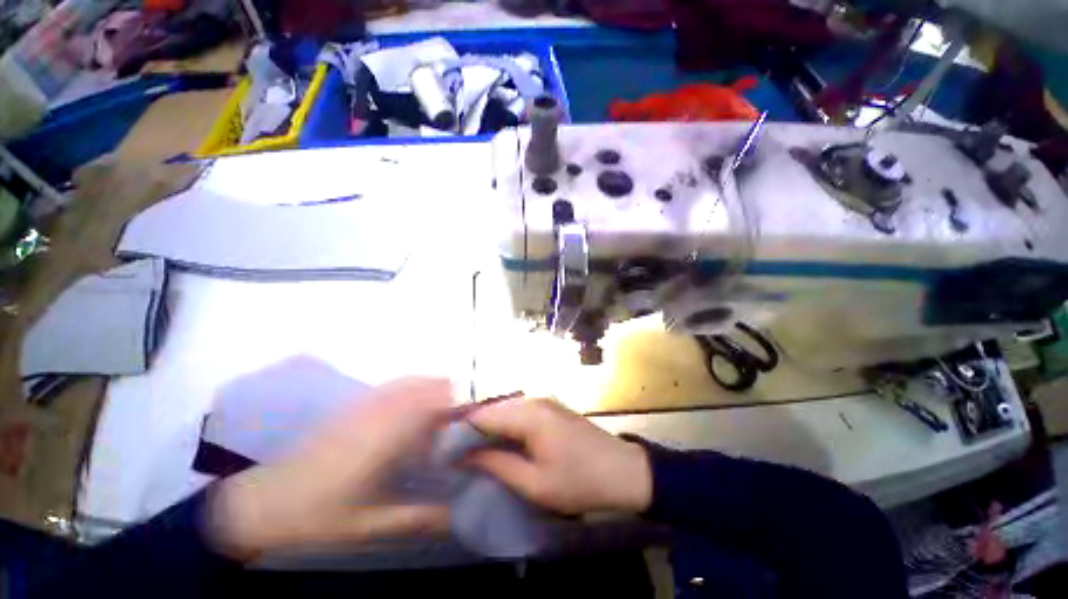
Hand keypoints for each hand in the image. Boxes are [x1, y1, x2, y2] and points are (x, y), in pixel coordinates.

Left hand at [207, 378, 454, 559]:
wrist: (261, 502)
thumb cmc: (317, 518)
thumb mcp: (368, 527)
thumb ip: (416, 518)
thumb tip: (457, 515)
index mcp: (384, 440)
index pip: (432, 405)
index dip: (458, 403)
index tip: (478, 414)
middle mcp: (378, 413)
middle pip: (425, 386)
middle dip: (452, 395)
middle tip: (467, 416)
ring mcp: (364, 405)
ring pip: (411, 381)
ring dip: (434, 388)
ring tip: (449, 408)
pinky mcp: (353, 405)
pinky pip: (393, 384)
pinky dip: (414, 386)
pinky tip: (418, 404)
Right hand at [465, 398, 651, 515]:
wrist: (623, 470)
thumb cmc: (579, 481)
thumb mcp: (535, 483)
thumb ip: (498, 465)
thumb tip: (466, 456)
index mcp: (529, 415)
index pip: (483, 415)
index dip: (461, 430)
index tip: (443, 449)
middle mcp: (534, 400)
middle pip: (493, 409)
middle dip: (473, 429)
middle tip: (454, 453)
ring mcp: (544, 401)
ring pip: (505, 410)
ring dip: (489, 427)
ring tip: (471, 450)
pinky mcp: (551, 408)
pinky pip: (519, 412)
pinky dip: (505, 426)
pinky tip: (499, 442)